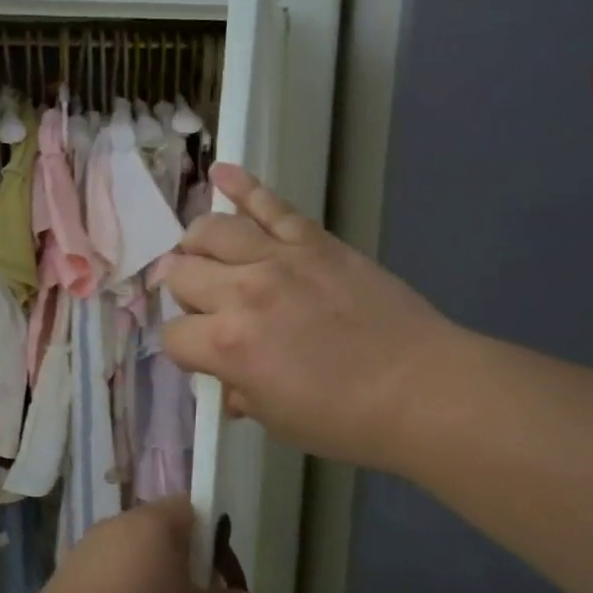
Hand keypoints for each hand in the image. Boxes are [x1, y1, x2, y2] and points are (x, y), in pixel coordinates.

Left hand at [24, 497, 250, 592]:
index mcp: (152, 522)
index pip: (188, 509)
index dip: (206, 538)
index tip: (213, 575)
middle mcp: (115, 526)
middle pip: (155, 536)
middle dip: (174, 568)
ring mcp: (84, 552)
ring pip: (127, 563)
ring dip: (143, 589)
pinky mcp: (61, 582)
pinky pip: (101, 586)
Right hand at [158, 163, 457, 473]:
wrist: (419, 388)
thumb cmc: (345, 419)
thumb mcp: (276, 420)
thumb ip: (240, 390)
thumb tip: (228, 376)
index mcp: (226, 344)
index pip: (173, 335)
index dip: (182, 349)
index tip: (201, 356)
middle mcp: (241, 291)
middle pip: (181, 273)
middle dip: (182, 292)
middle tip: (201, 305)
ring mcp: (278, 258)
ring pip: (211, 230)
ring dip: (196, 243)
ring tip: (201, 253)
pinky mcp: (313, 240)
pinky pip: (269, 204)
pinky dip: (241, 184)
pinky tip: (220, 172)